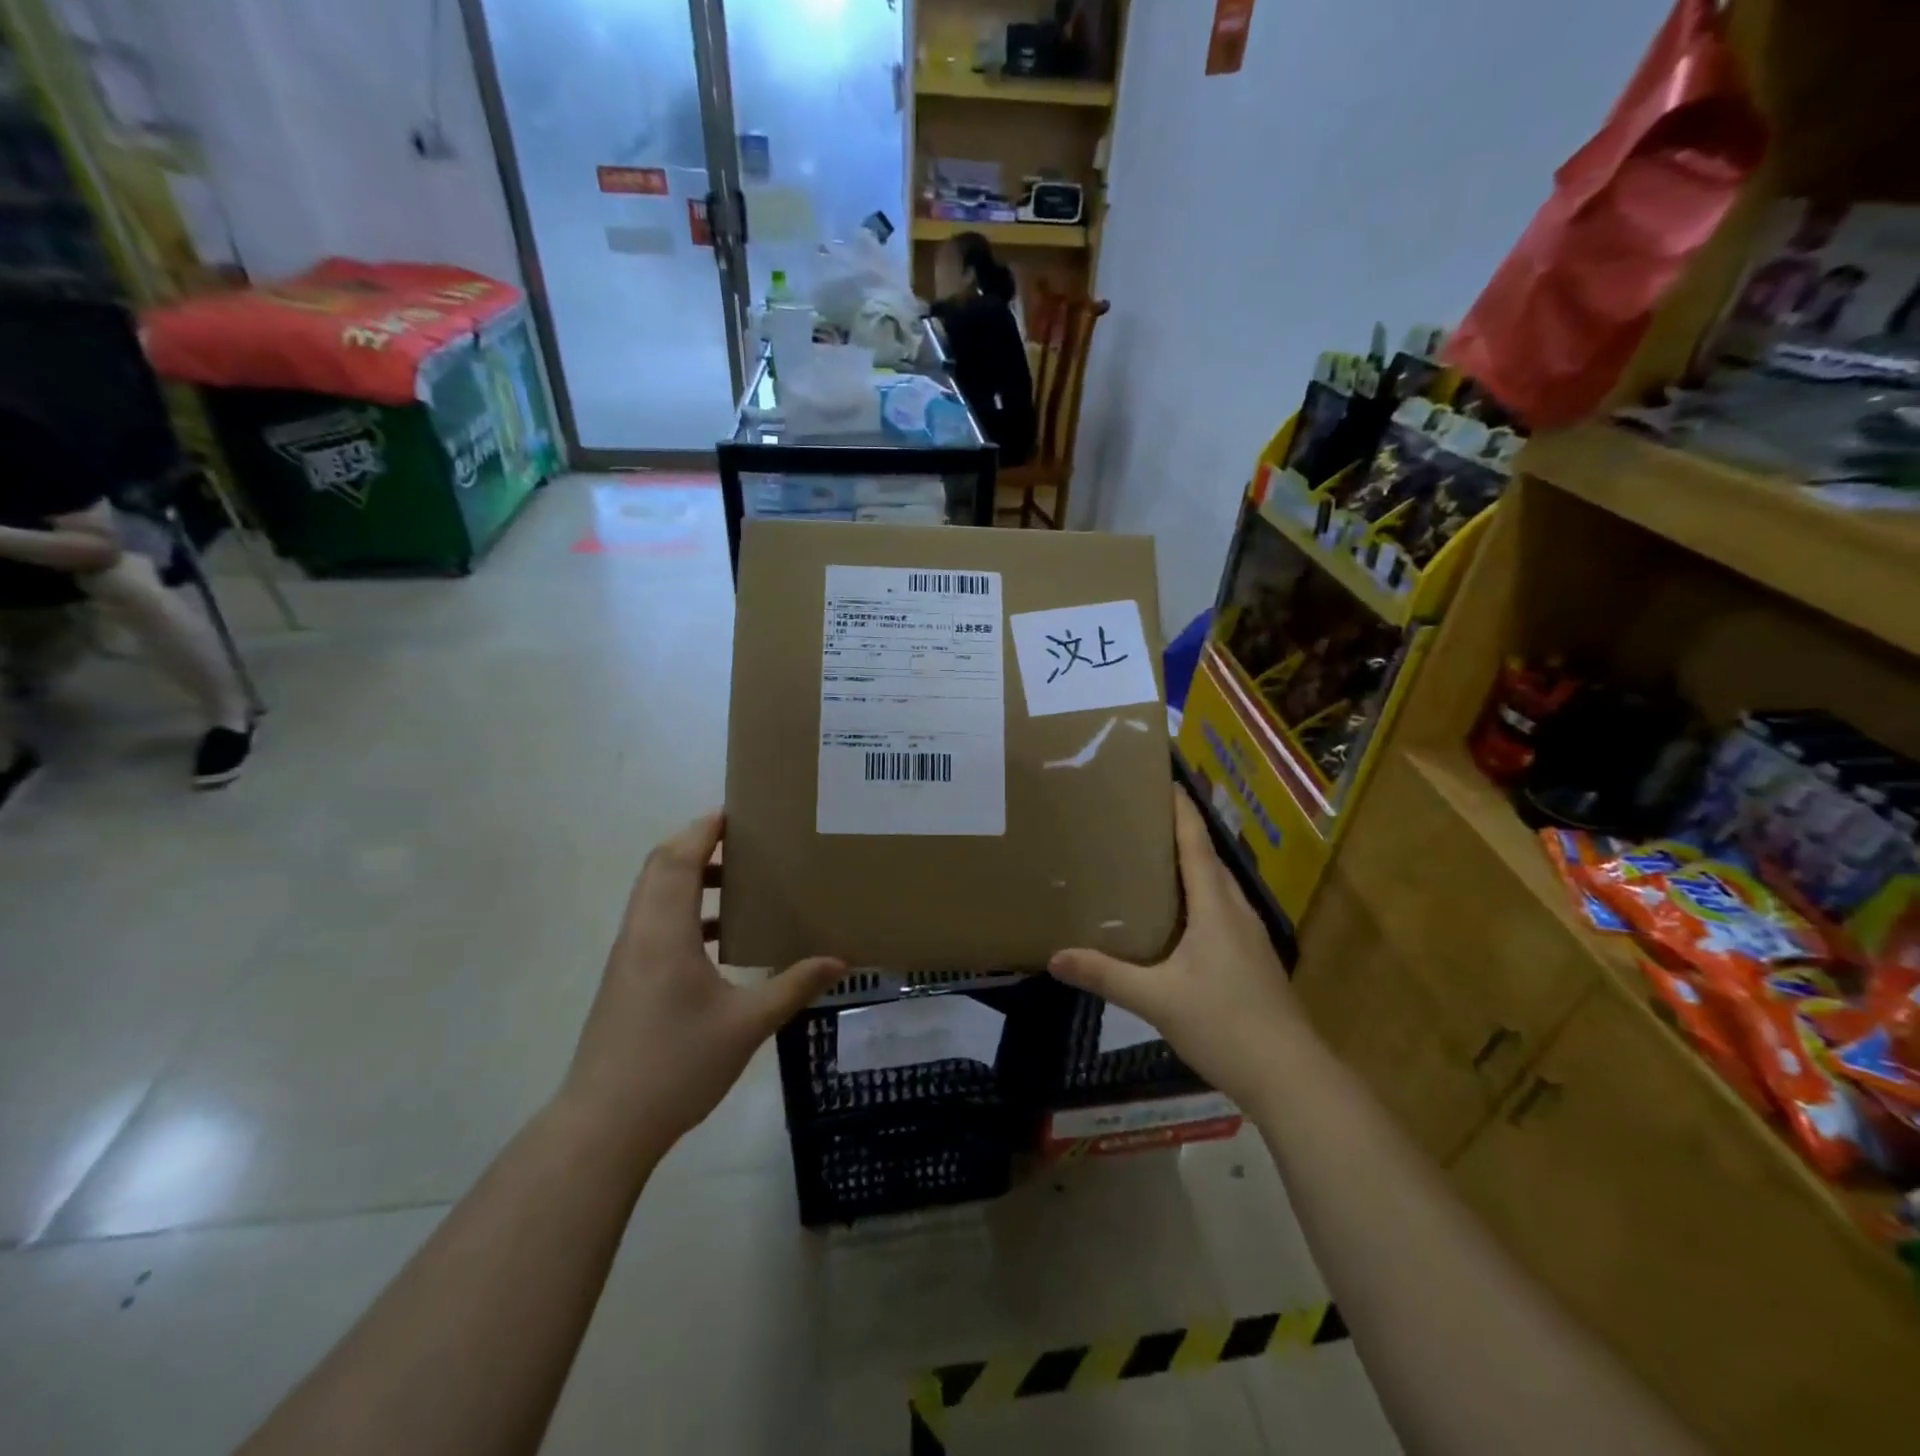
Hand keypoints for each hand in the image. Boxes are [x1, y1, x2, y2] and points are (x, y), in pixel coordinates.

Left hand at [561, 812, 844, 1154]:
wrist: (603, 1127)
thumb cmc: (675, 1066)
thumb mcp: (747, 1025)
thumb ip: (793, 986)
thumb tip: (840, 960)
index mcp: (664, 932)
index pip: (678, 857)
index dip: (705, 828)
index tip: (739, 812)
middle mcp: (640, 933)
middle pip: (661, 866)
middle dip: (699, 844)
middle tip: (745, 841)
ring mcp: (629, 957)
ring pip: (654, 894)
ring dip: (690, 878)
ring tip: (739, 883)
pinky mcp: (627, 979)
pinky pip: (655, 922)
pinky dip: (685, 911)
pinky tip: (721, 940)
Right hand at [1049, 790, 1307, 1108]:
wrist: (1290, 1076)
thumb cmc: (1224, 1024)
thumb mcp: (1156, 1000)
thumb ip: (1106, 975)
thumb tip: (1055, 957)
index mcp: (1215, 907)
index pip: (1197, 844)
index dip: (1182, 811)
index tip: (1164, 780)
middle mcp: (1236, 911)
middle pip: (1208, 859)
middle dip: (1181, 833)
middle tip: (1141, 819)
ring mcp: (1250, 936)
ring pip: (1217, 886)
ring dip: (1192, 865)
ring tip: (1153, 860)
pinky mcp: (1253, 958)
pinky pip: (1222, 910)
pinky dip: (1199, 897)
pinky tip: (1178, 917)